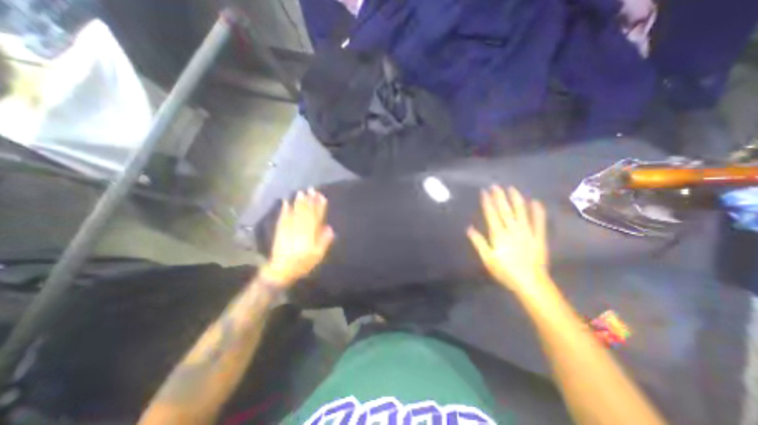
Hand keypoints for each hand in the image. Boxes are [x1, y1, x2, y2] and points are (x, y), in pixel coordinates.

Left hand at [261, 190, 333, 287]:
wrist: (281, 270)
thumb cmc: (302, 263)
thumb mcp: (318, 256)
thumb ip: (324, 241)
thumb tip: (330, 228)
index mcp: (310, 234)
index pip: (317, 217)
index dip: (320, 207)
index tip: (322, 197)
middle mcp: (300, 228)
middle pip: (306, 212)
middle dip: (310, 200)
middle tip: (312, 190)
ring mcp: (289, 228)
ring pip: (295, 212)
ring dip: (299, 202)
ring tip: (301, 192)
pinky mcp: (280, 230)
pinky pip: (283, 217)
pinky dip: (284, 209)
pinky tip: (285, 201)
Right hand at [468, 185, 550, 298]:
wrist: (531, 283)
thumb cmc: (505, 272)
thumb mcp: (487, 259)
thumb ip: (479, 242)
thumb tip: (469, 228)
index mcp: (499, 235)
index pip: (491, 214)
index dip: (487, 202)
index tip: (484, 192)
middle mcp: (513, 230)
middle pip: (505, 210)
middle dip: (500, 197)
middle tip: (496, 185)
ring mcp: (527, 232)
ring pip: (521, 212)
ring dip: (516, 199)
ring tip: (512, 188)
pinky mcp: (539, 237)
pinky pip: (539, 222)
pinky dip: (538, 212)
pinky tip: (536, 202)